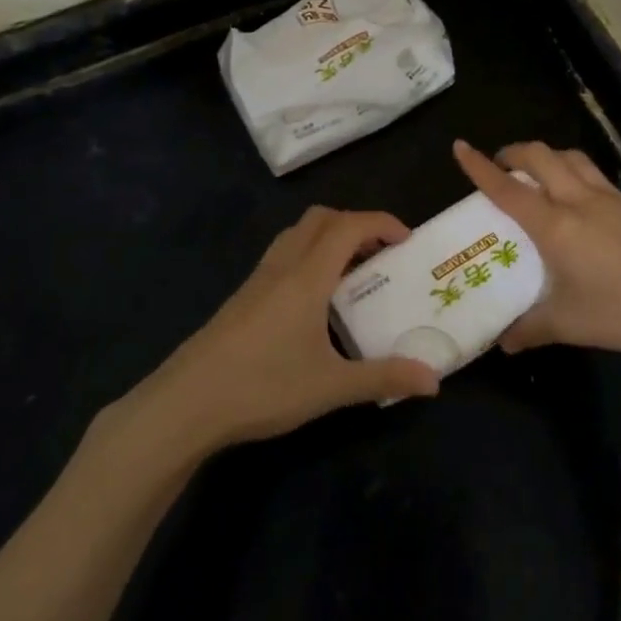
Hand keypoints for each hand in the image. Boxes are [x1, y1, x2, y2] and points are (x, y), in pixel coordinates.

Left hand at [130, 207, 440, 453]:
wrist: (186, 403)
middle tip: (380, 253)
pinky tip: (313, 299)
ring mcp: (258, 279)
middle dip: (355, 223)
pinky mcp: (242, 297)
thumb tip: (434, 380)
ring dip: (328, 236)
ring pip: (297, 234)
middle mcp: (283, 265)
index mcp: (307, 276)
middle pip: (321, 218)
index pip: (349, 226)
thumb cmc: (263, 387)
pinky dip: (308, 255)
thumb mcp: (331, 387)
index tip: (407, 239)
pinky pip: (282, 254)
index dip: (381, 223)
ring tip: (351, 271)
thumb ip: (383, 378)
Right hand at [454, 139, 620, 358]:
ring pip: (569, 157)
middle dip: (513, 153)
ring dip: (546, 156)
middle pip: (540, 156)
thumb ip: (532, 329)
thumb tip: (503, 342)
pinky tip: (578, 198)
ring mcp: (609, 198)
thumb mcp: (570, 323)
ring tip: (537, 174)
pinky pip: (592, 173)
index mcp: (554, 225)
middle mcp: (577, 200)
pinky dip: (573, 171)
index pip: (507, 189)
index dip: (480, 167)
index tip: (460, 147)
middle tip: (500, 166)